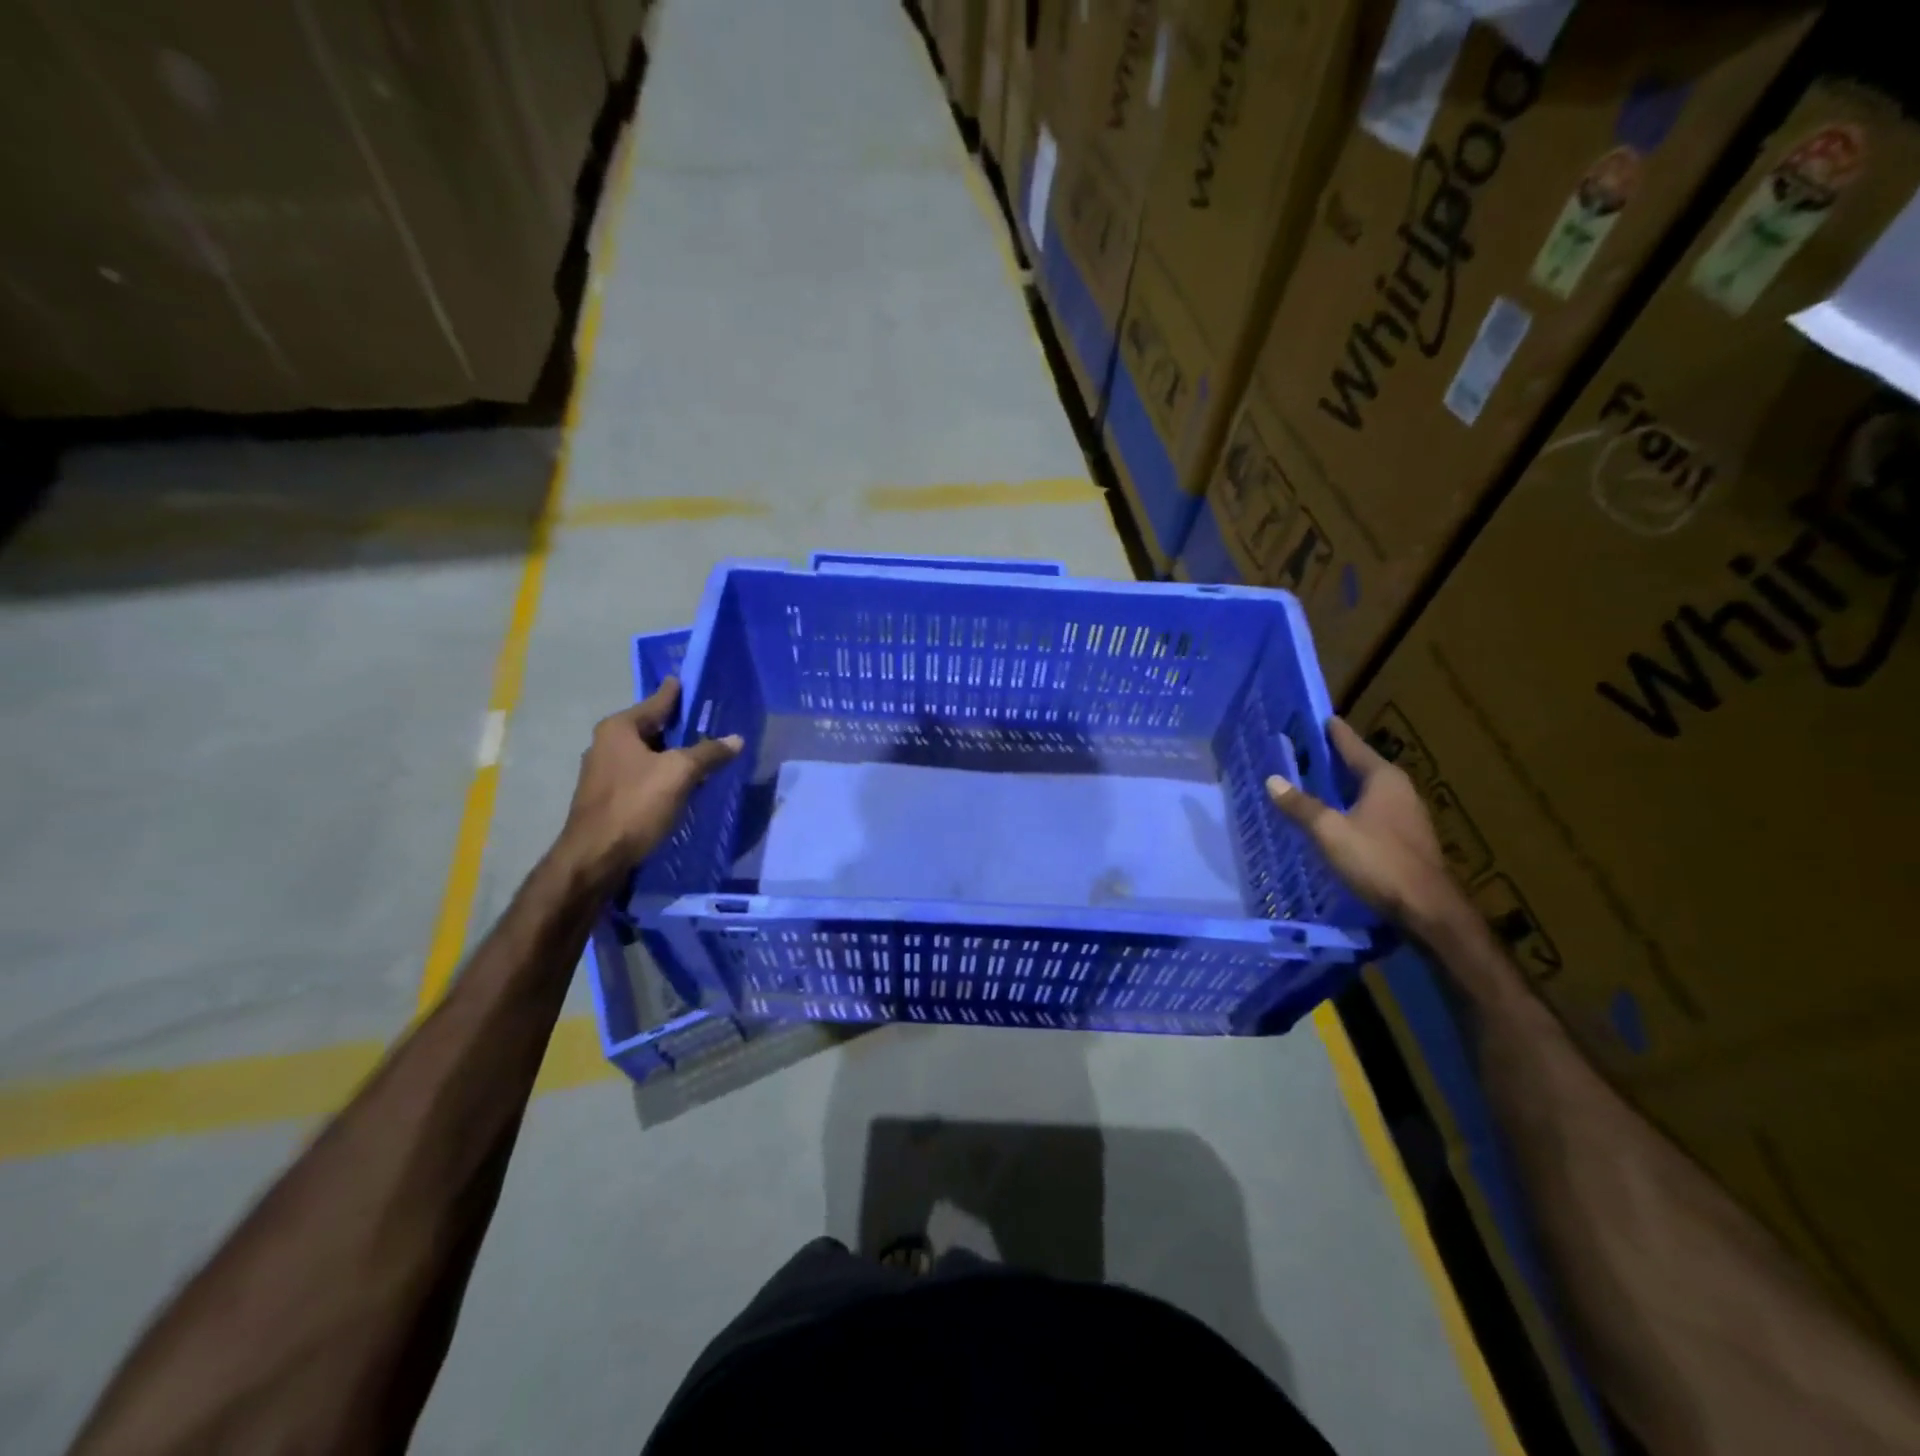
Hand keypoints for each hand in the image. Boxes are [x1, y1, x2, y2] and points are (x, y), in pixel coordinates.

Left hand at [559, 679, 742, 881]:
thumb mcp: (679, 774)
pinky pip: (643, 776)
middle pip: (652, 729)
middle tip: (708, 721)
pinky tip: (682, 785)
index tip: (685, 679)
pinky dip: (662, 776)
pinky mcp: (608, 798)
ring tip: (702, 754)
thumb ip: (708, 753)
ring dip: (672, 755)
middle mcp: (606, 744)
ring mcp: (604, 772)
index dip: (675, 693)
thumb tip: (736, 739)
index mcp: (619, 728)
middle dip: (679, 728)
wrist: (595, 857)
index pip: (656, 702)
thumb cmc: (635, 805)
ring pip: (648, 755)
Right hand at [1266, 717, 1464, 935]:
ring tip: (1315, 783)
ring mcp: (1407, 816)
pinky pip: (1372, 812)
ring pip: (1367, 792)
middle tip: (1306, 751)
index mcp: (1384, 779)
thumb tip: (1272, 780)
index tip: (1319, 717)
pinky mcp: (1406, 840)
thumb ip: (1301, 805)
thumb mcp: (1329, 831)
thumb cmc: (1378, 860)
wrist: (1426, 910)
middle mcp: (1399, 791)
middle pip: (1361, 767)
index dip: (1334, 733)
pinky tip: (1335, 818)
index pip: (1353, 746)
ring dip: (1343, 787)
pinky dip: (1351, 808)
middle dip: (1334, 760)